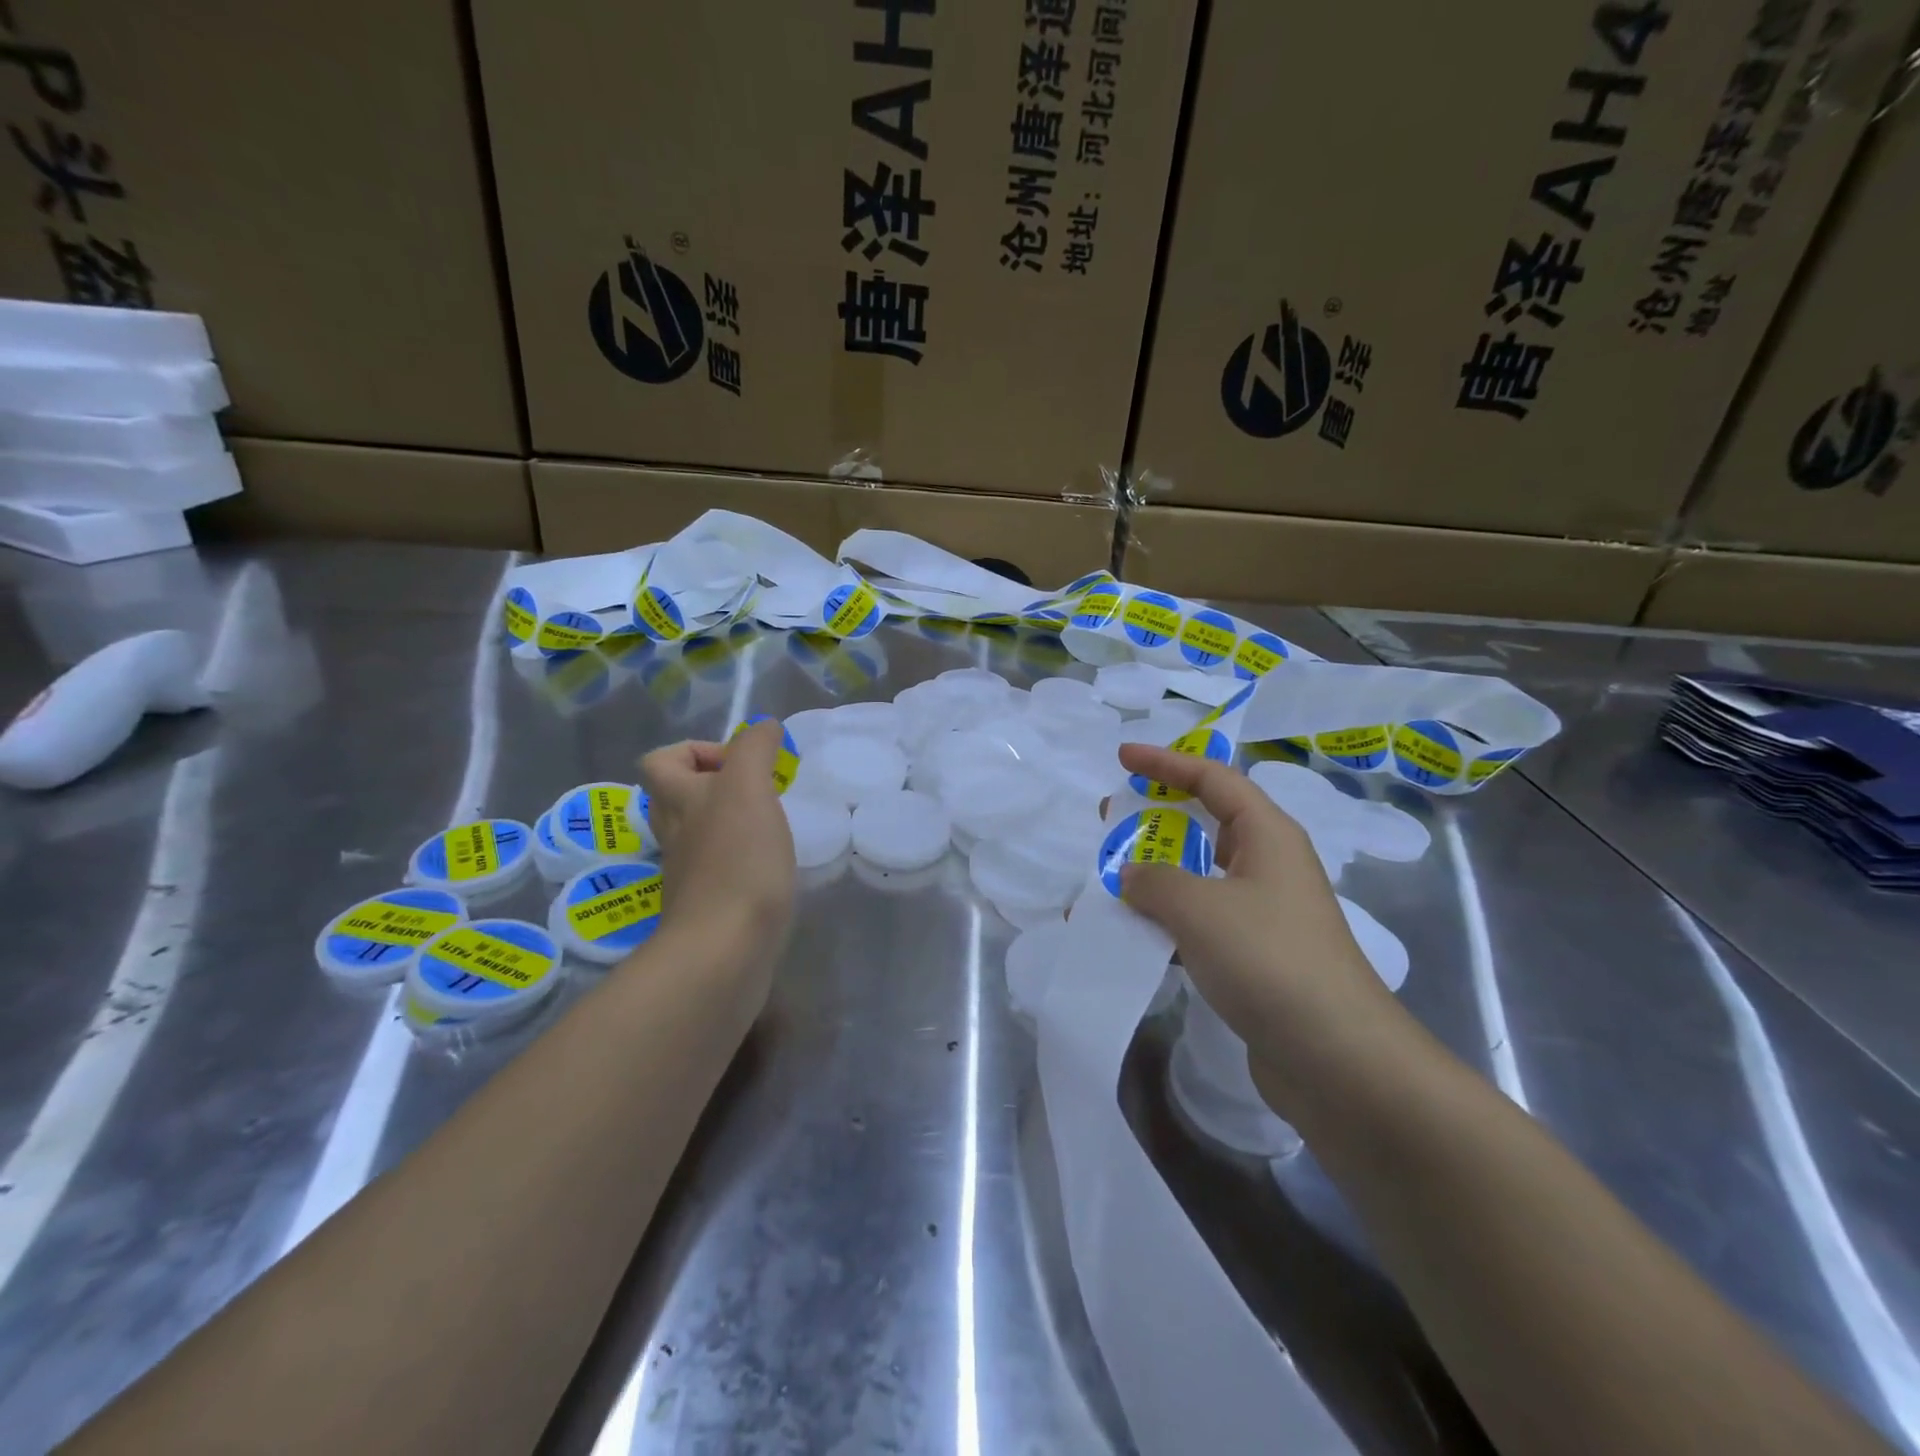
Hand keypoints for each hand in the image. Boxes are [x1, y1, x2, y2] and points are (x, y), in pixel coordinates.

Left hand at [637, 719, 796, 982]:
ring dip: (729, 822)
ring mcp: (690, 873)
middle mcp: (676, 834)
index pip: (661, 761)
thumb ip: (755, 750)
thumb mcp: (748, 788)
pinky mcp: (710, 906)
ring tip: (768, 823)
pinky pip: (719, 868)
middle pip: (677, 798)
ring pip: (698, 834)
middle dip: (714, 786)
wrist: (726, 948)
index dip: (695, 751)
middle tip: (757, 791)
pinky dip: (740, 858)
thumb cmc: (737, 859)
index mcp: (679, 801)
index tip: (740, 763)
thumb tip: (764, 726)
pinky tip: (769, 863)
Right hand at [1115, 743, 1411, 1117]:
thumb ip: (1154, 881)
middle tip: (1111, 817)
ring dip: (1156, 875)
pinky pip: (1202, 922)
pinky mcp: (1257, 957)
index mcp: (1268, 835)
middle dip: (1157, 816)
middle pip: (1208, 823)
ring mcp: (1265, 913)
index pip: (1213, 778)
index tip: (1122, 756)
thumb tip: (1132, 875)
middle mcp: (1269, 865)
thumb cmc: (1269, 958)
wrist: (1337, 1057)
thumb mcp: (1199, 907)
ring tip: (1112, 880)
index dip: (1166, 761)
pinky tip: (1135, 936)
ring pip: (1201, 876)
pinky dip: (1167, 921)